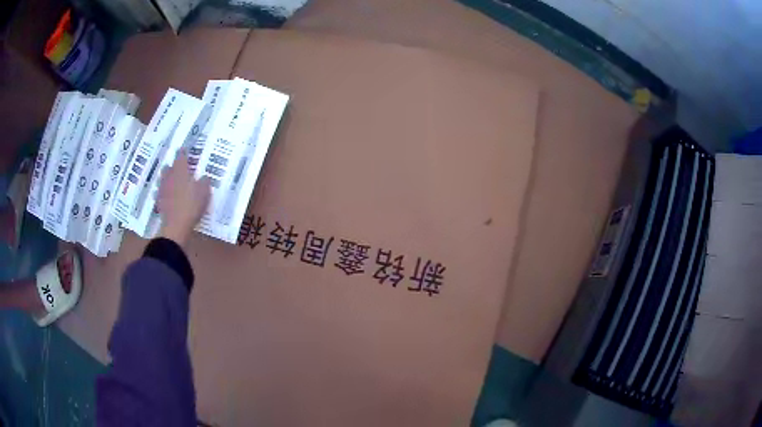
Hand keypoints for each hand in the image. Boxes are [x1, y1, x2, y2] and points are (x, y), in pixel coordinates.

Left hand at [156, 150, 210, 244]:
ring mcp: (162, 189)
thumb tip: (204, 176)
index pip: (181, 157)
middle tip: (177, 165)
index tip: (183, 148)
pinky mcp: (159, 202)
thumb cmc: (191, 205)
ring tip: (170, 179)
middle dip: (172, 165)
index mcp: (180, 171)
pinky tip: (165, 195)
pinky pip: (160, 193)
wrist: (176, 225)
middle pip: (168, 167)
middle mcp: (169, 177)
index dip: (182, 152)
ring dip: (166, 178)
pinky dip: (162, 192)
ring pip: (162, 179)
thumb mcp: (204, 192)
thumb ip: (204, 182)